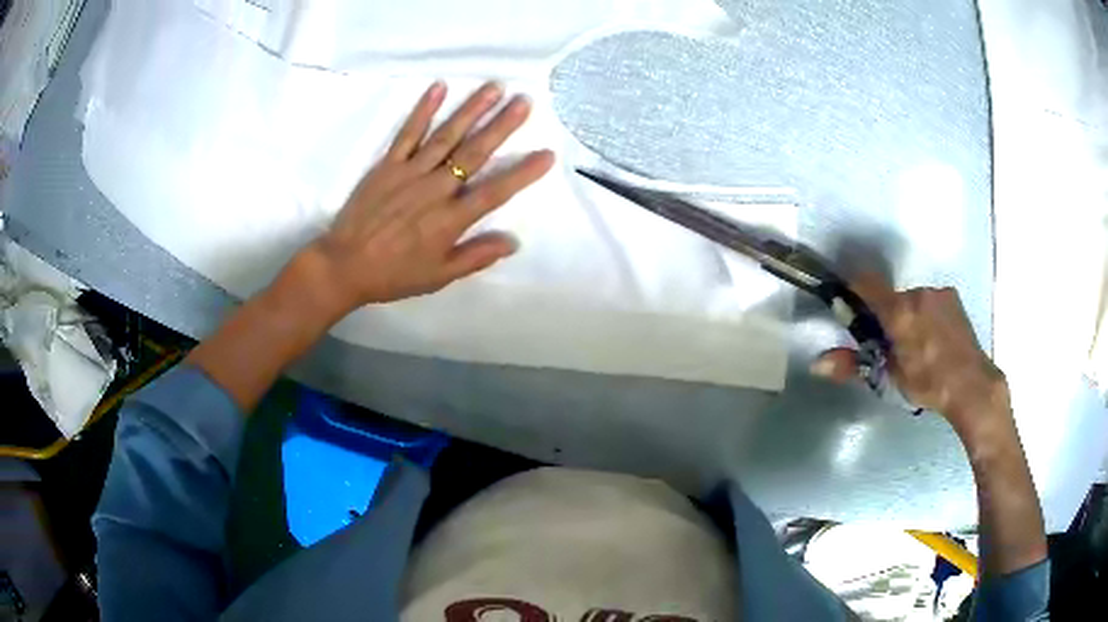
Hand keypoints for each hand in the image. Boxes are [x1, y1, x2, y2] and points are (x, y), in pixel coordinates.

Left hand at [286, 81, 554, 323]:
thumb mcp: (438, 276)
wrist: (344, 265)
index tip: (547, 154)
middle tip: (524, 101)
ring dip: (472, 110)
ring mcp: (410, 172)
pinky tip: (439, 88)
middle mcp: (435, 189)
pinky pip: (408, 133)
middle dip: (502, 126)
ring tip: (494, 88)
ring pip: (447, 136)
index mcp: (450, 219)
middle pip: (474, 153)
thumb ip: (475, 257)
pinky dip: (423, 109)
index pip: (495, 191)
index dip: (522, 173)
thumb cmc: (394, 274)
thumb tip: (513, 242)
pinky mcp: (388, 164)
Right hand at [812, 276, 1009, 435]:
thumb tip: (817, 364)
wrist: (972, 386)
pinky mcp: (953, 296)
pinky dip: (927, 314)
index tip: (851, 306)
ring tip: (919, 345)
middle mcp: (917, 293)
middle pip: (891, 296)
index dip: (854, 289)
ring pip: (912, 299)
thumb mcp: (889, 378)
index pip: (866, 283)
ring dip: (909, 315)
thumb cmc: (929, 384)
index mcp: (899, 311)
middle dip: (887, 315)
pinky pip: (931, 300)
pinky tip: (936, 338)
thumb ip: (853, 366)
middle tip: (892, 345)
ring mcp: (937, 292)